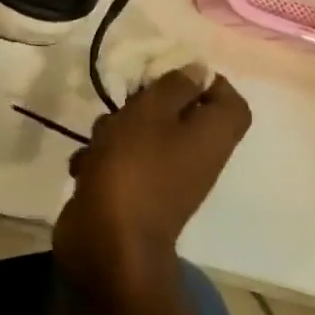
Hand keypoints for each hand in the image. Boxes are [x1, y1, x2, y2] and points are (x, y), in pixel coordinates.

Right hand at [55, 71, 251, 303]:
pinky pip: (124, 166)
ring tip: (98, 139)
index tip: (168, 74)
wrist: (108, 244)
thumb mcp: (151, 113)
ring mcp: (166, 181)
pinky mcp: (136, 197)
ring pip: (145, 139)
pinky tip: (83, 166)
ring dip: (117, 132)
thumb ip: (174, 86)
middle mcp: (197, 159)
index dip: (205, 82)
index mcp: (212, 136)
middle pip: (182, 117)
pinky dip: (103, 161)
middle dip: (146, 105)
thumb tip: (196, 70)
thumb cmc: (134, 169)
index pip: (230, 101)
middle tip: (125, 102)